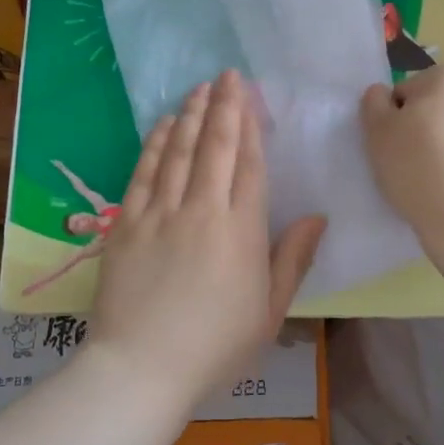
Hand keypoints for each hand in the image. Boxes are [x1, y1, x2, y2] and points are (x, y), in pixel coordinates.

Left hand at [89, 69, 324, 415]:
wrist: (140, 369)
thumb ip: (292, 259)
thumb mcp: (269, 312)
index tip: (250, 96)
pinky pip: (143, 172)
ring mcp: (159, 214)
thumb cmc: (214, 347)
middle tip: (226, 74)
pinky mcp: (125, 223)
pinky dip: (154, 144)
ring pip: (177, 151)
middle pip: (214, 146)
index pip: (249, 164)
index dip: (250, 126)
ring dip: (189, 115)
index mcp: (241, 231)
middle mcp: (201, 210)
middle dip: (222, 106)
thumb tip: (318, 217)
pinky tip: (161, 124)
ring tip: (198, 88)